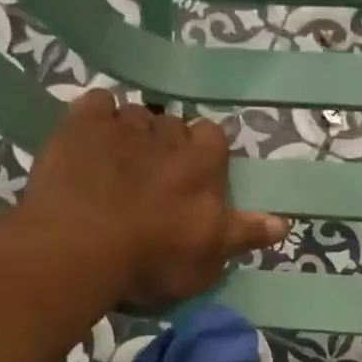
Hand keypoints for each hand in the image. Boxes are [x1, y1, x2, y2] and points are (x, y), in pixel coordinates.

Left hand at [21, 88, 287, 304]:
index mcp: (202, 164)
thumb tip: (283, 222)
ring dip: (134, 130)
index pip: (216, 137)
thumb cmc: (153, 259)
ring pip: (136, 113)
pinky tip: (93, 137)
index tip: (199, 174)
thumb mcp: (209, 259)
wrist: (80, 249)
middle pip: (175, 124)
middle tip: (157, 174)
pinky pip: (96, 102)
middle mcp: (167, 135)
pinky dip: (98, 116)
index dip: (207, 153)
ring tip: (122, 160)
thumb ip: (244, 234)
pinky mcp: (79, 126)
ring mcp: (121, 127)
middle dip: (169, 142)